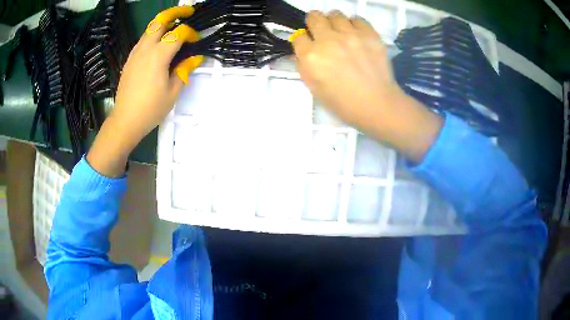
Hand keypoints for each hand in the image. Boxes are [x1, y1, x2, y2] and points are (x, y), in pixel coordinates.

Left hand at [87, 6, 202, 176]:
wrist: (125, 121)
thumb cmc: (150, 109)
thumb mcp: (172, 92)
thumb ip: (184, 71)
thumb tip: (195, 58)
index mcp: (158, 56)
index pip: (178, 34)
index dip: (190, 33)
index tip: (197, 41)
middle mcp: (145, 49)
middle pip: (159, 22)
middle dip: (175, 12)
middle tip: (187, 11)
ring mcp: (135, 54)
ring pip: (149, 29)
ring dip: (163, 23)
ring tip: (174, 25)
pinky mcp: (130, 60)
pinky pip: (142, 40)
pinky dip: (153, 35)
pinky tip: (159, 43)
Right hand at [293, 11, 442, 161]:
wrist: (377, 104)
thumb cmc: (343, 103)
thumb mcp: (314, 88)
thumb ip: (303, 66)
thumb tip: (301, 51)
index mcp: (311, 56)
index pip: (298, 37)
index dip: (302, 41)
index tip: (309, 45)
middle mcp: (328, 40)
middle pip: (314, 17)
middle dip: (314, 23)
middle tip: (321, 31)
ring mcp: (350, 34)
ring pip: (335, 14)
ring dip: (334, 22)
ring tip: (340, 32)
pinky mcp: (369, 34)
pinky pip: (357, 19)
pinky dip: (354, 25)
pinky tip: (356, 35)